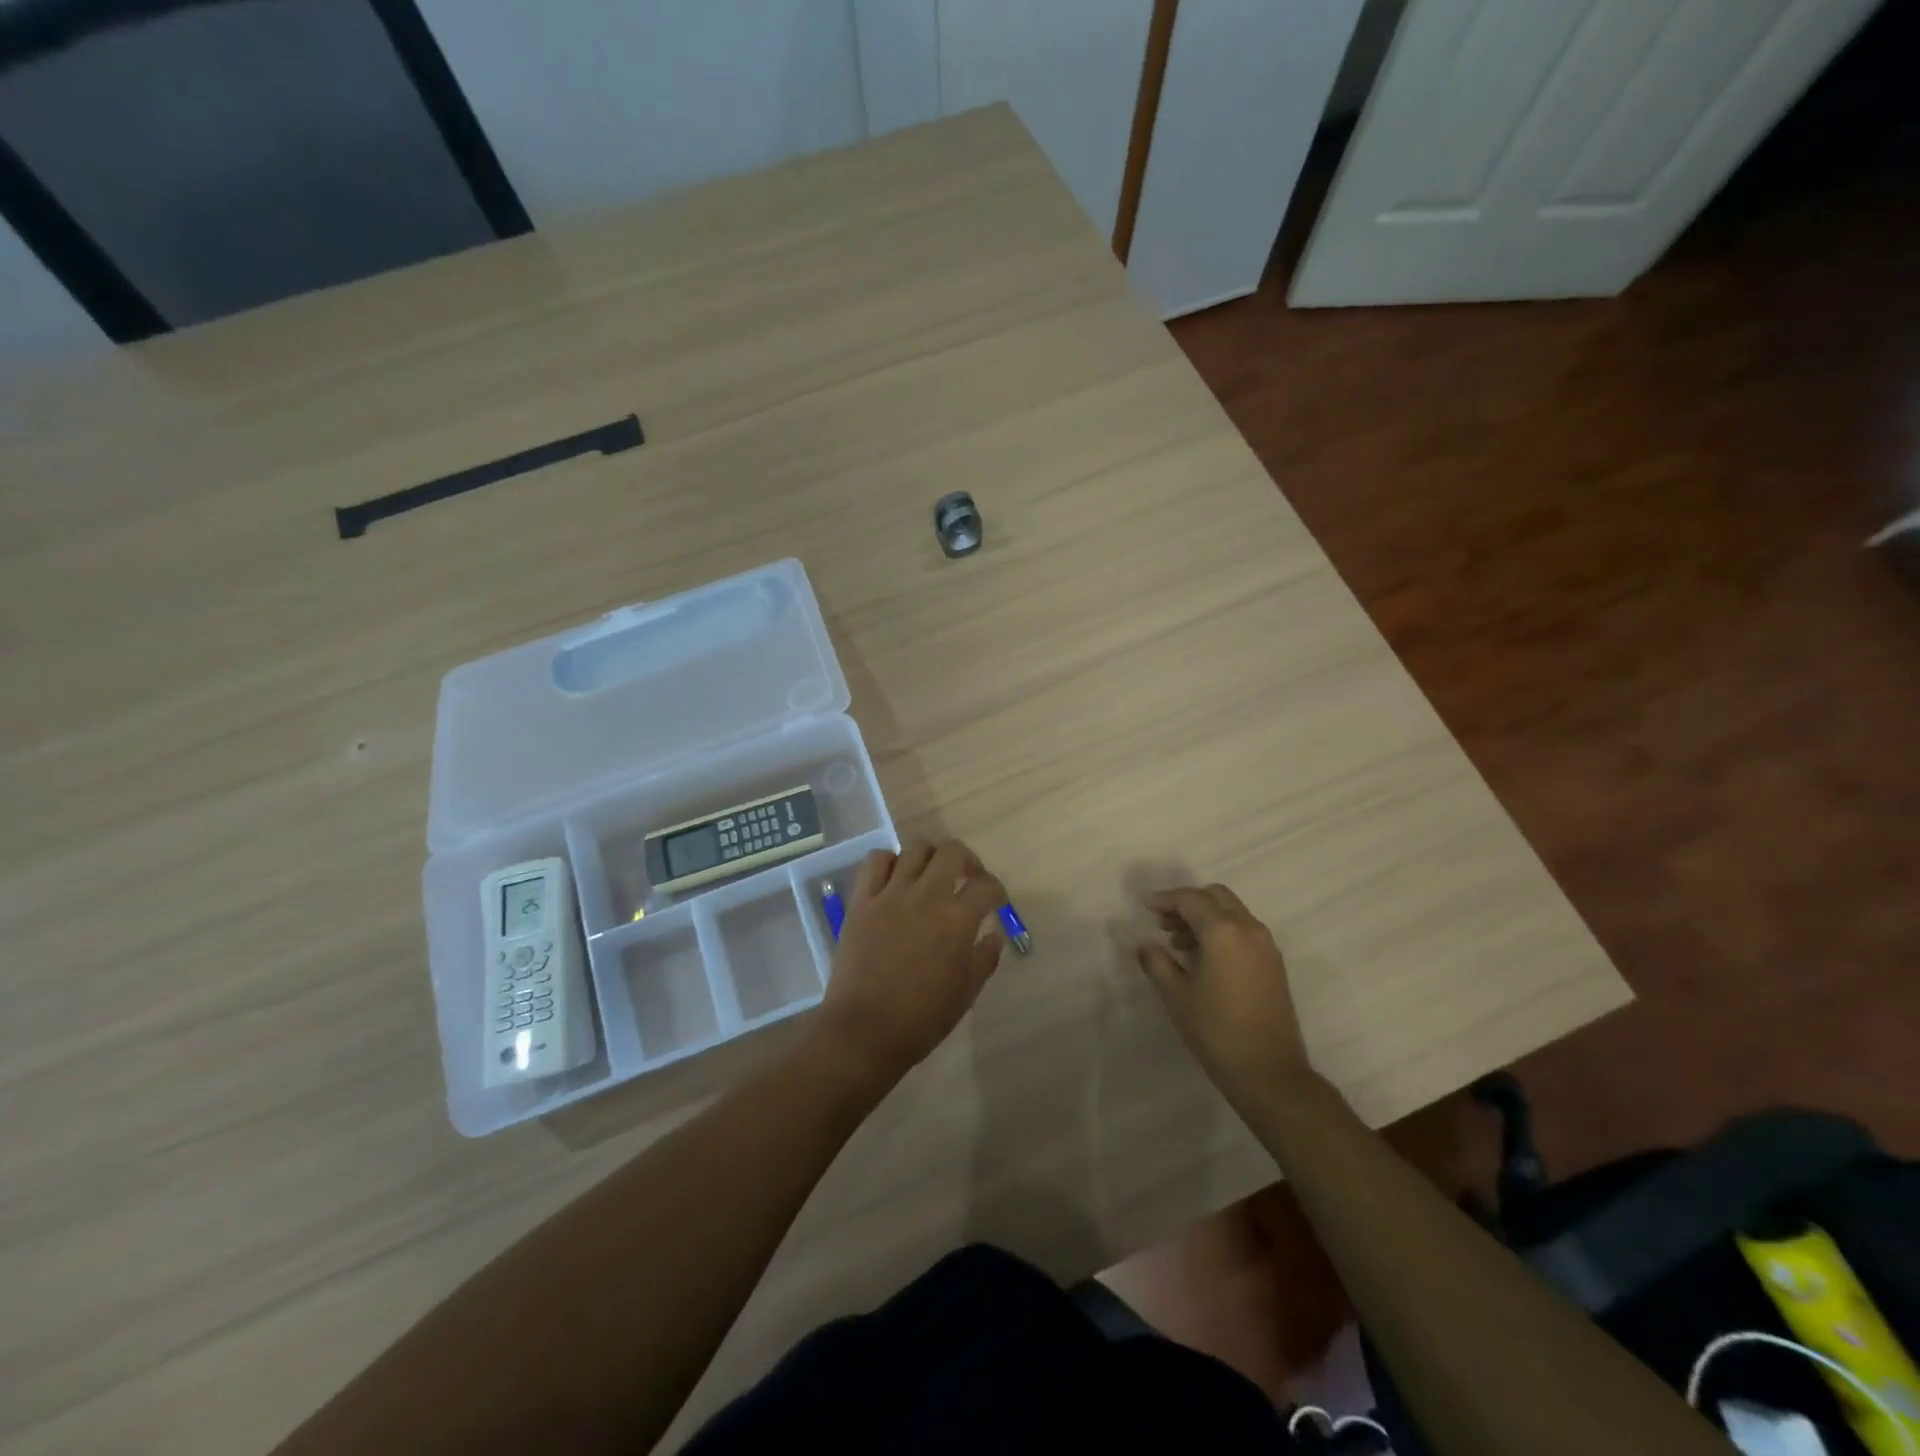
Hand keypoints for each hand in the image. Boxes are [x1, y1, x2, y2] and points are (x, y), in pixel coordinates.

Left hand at [816, 837, 1006, 1083]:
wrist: (864, 1031)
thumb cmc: (922, 1018)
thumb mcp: (966, 992)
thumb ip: (985, 957)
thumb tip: (994, 933)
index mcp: (957, 920)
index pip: (986, 885)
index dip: (996, 890)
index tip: (995, 902)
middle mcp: (927, 896)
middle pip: (952, 852)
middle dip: (967, 860)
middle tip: (967, 877)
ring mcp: (891, 894)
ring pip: (915, 848)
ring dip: (930, 856)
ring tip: (931, 874)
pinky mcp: (863, 900)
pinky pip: (876, 861)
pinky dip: (889, 862)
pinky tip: (895, 879)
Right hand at [1137, 884, 1312, 1103]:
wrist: (1270, 1073)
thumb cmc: (1217, 1031)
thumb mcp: (1177, 996)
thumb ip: (1157, 963)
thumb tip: (1145, 946)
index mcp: (1224, 932)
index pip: (1191, 899)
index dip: (1165, 899)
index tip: (1145, 906)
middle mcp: (1249, 929)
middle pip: (1216, 896)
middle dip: (1187, 902)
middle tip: (1163, 922)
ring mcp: (1266, 946)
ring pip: (1232, 912)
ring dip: (1205, 916)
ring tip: (1178, 943)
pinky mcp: (1274, 964)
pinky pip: (1244, 930)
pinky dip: (1222, 930)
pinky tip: (1203, 957)